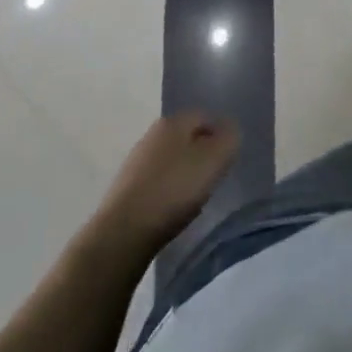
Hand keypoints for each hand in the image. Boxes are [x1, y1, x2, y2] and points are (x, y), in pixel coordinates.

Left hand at [98, 113, 239, 252]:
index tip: (227, 159)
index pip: (205, 116)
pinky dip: (167, 191)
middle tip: (213, 177)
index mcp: (173, 121)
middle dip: (201, 153)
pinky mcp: (124, 190)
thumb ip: (229, 138)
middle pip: (186, 138)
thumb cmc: (174, 190)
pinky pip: (155, 182)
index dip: (220, 135)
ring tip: (193, 197)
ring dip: (183, 173)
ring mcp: (135, 162)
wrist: (122, 235)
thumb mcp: (215, 160)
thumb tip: (230, 129)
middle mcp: (151, 134)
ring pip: (170, 160)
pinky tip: (171, 210)